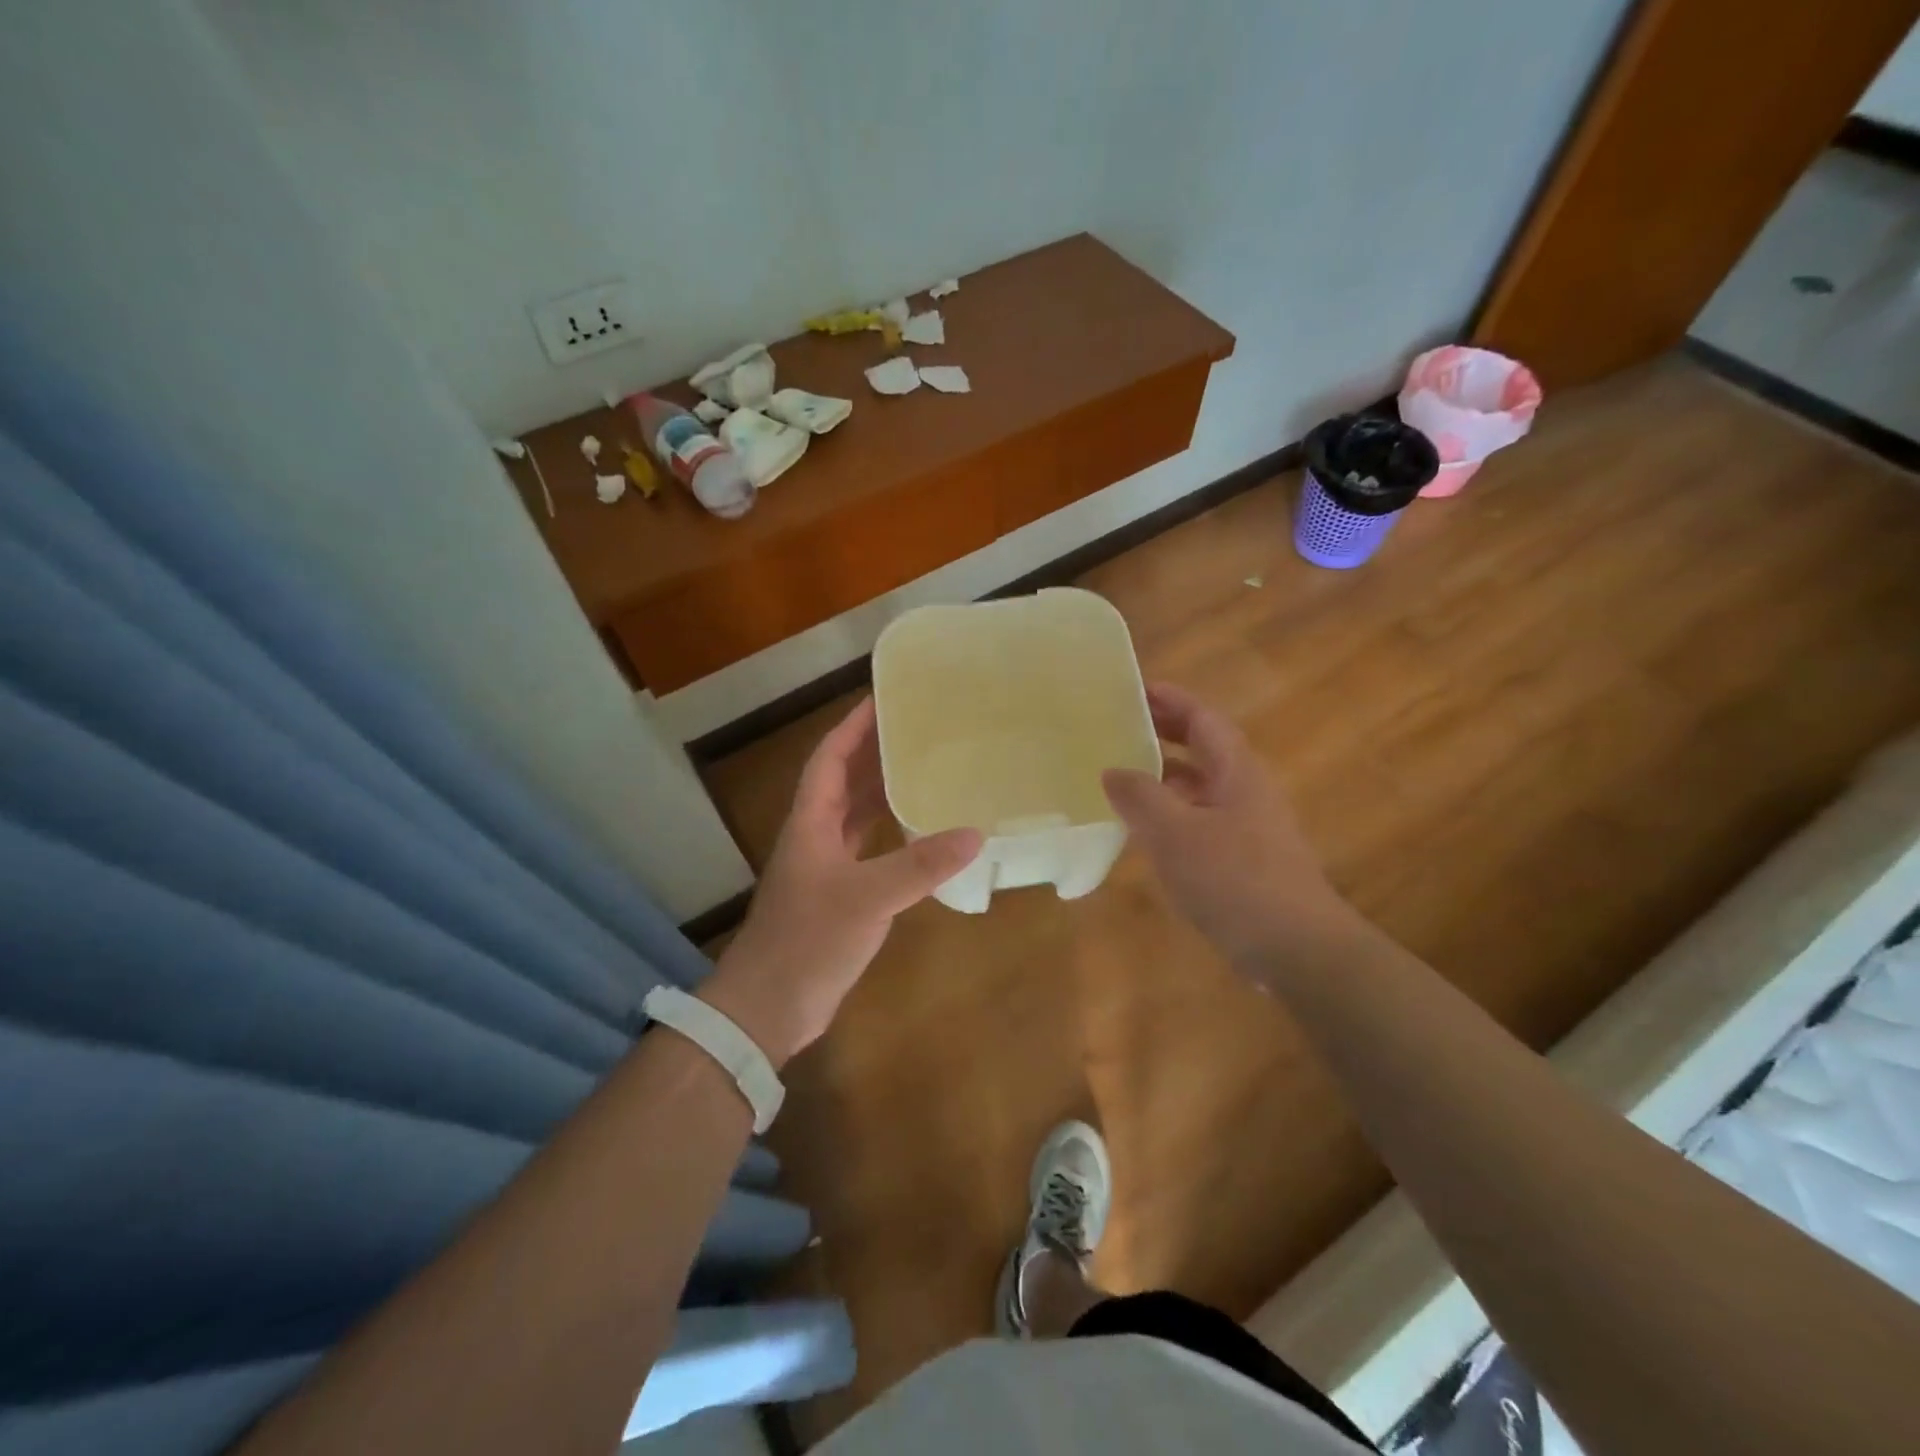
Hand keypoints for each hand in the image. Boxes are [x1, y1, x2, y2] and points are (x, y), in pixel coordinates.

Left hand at [704, 696, 980, 1065]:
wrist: (770, 1006)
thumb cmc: (809, 939)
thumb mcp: (868, 897)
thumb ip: (921, 865)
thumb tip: (976, 833)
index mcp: (811, 822)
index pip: (830, 757)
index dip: (853, 726)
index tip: (883, 698)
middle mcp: (816, 835)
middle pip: (844, 780)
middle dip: (873, 751)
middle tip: (917, 728)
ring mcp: (826, 867)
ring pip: (856, 815)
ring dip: (883, 790)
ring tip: (925, 768)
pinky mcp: (840, 896)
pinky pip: (869, 849)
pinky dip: (892, 834)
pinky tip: (922, 832)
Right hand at [1102, 683, 1352, 969]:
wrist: (1296, 948)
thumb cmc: (1235, 880)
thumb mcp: (1175, 833)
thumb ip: (1140, 797)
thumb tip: (1112, 770)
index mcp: (1235, 771)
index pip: (1202, 719)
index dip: (1170, 700)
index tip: (1133, 690)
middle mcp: (1244, 790)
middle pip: (1202, 749)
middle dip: (1163, 734)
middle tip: (1119, 728)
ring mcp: (1246, 827)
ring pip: (1199, 788)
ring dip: (1162, 777)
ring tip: (1119, 776)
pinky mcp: (1242, 860)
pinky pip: (1198, 821)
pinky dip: (1169, 814)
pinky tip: (1143, 832)